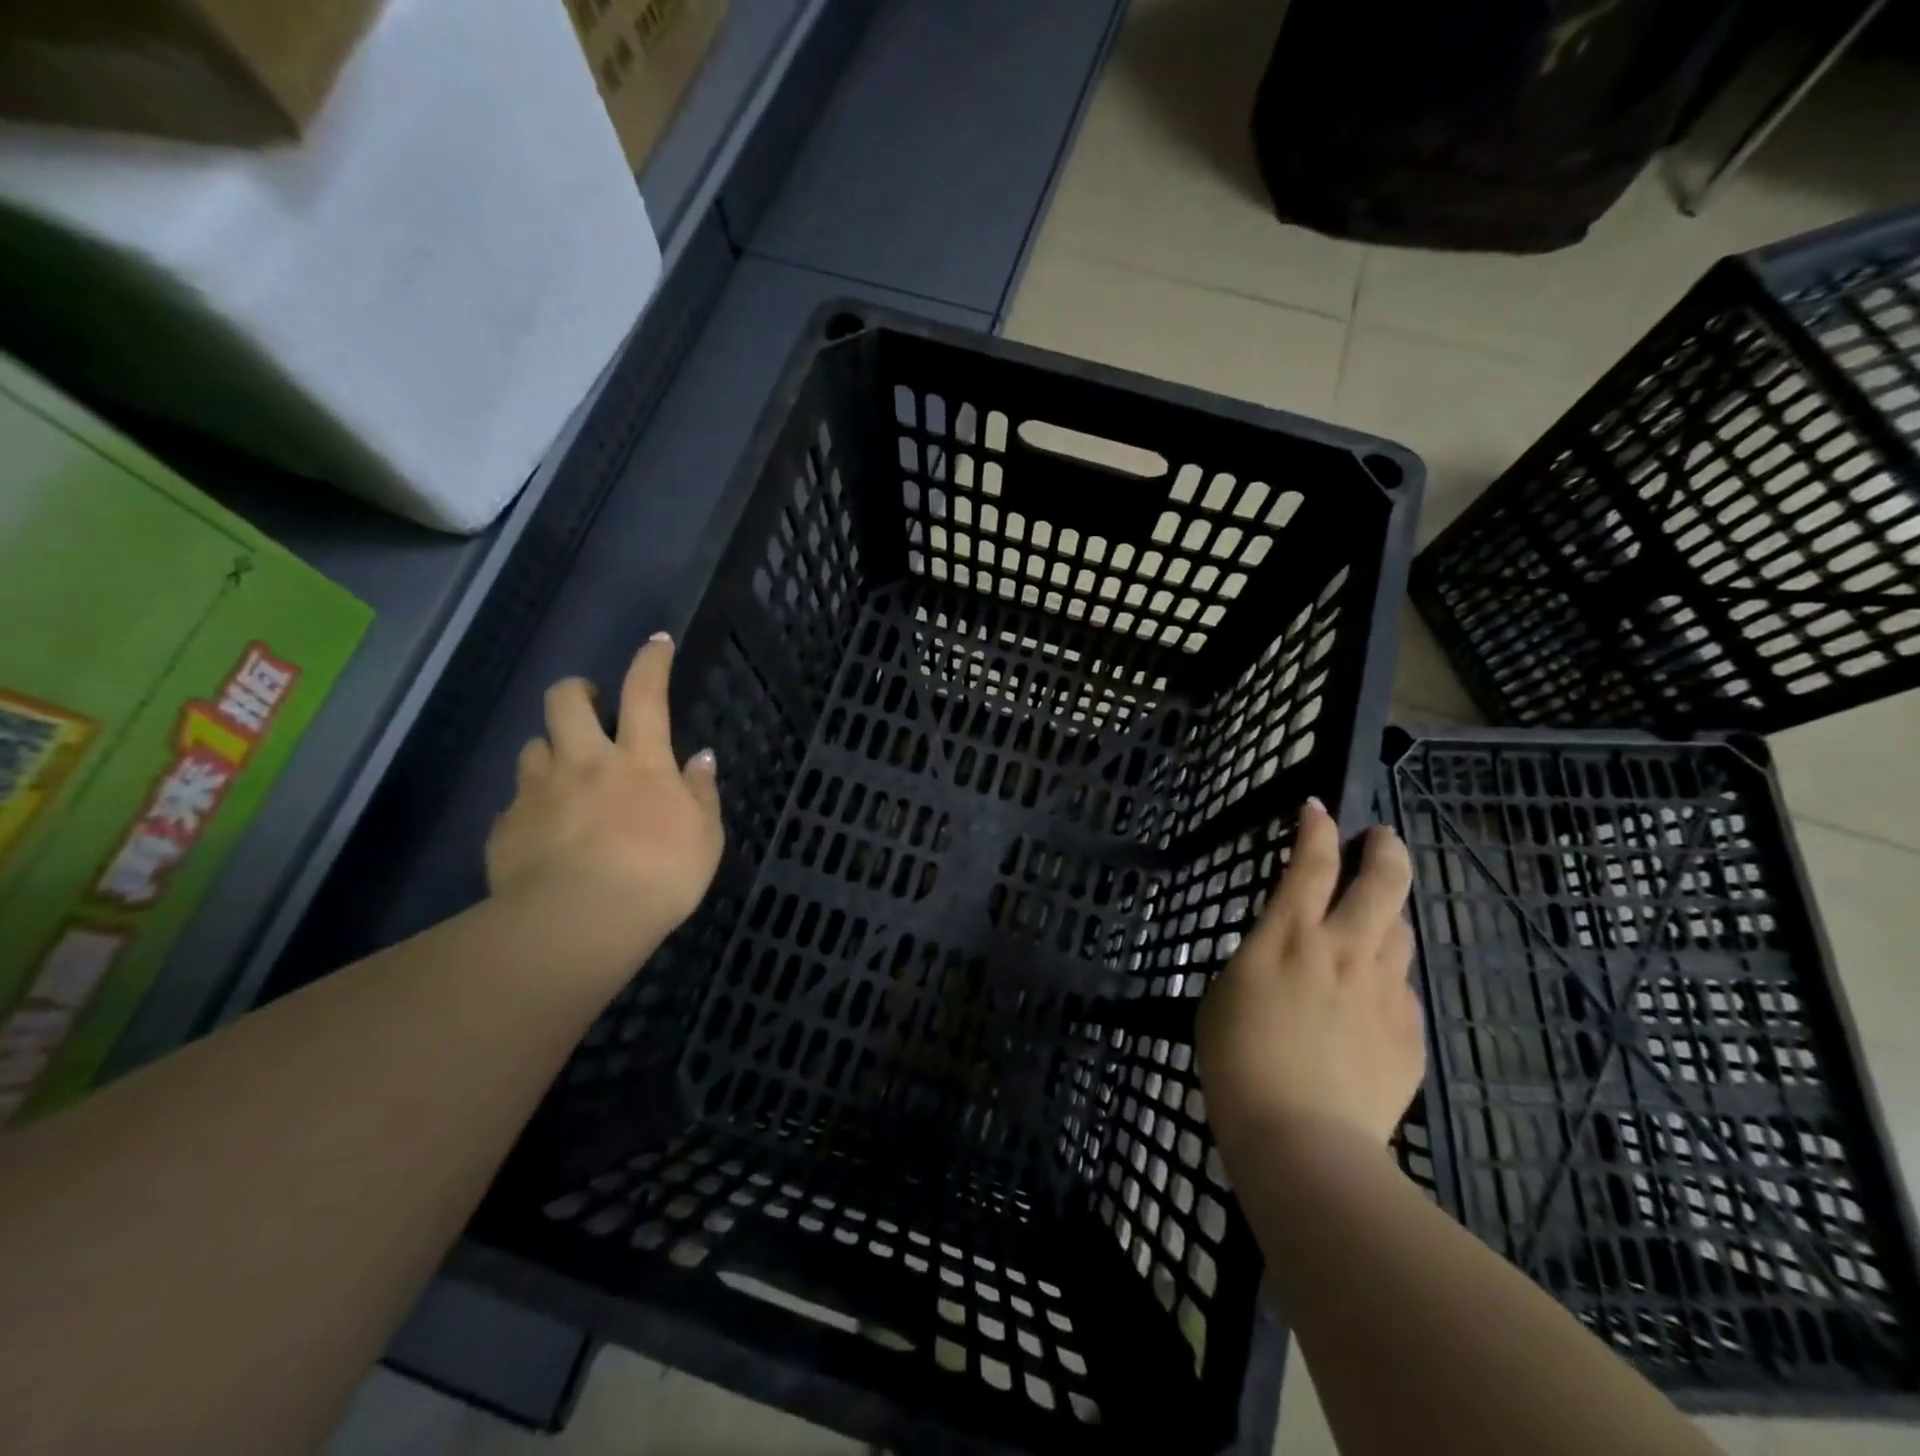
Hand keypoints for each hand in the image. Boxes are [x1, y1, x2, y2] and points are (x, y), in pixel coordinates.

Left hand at [486, 633, 723, 954]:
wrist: (580, 923)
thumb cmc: (660, 876)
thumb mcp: (705, 837)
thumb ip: (701, 793)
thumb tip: (701, 758)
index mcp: (639, 761)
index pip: (645, 694)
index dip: (651, 662)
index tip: (657, 642)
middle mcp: (584, 763)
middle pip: (565, 701)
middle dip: (576, 690)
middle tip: (589, 705)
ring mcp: (539, 793)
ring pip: (532, 748)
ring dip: (550, 753)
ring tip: (564, 779)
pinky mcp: (506, 828)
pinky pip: (514, 807)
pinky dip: (530, 811)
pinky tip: (543, 837)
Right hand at [1197, 798, 1422, 1155]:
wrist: (1301, 1141)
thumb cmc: (1237, 1063)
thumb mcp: (1224, 995)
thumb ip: (1259, 961)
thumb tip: (1286, 955)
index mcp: (1287, 937)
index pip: (1311, 862)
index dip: (1317, 828)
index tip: (1318, 810)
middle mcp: (1343, 950)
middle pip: (1382, 881)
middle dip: (1384, 848)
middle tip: (1380, 839)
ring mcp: (1384, 991)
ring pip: (1401, 931)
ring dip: (1387, 916)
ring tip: (1372, 924)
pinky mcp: (1409, 1032)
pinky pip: (1402, 990)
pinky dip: (1386, 982)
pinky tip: (1366, 1007)